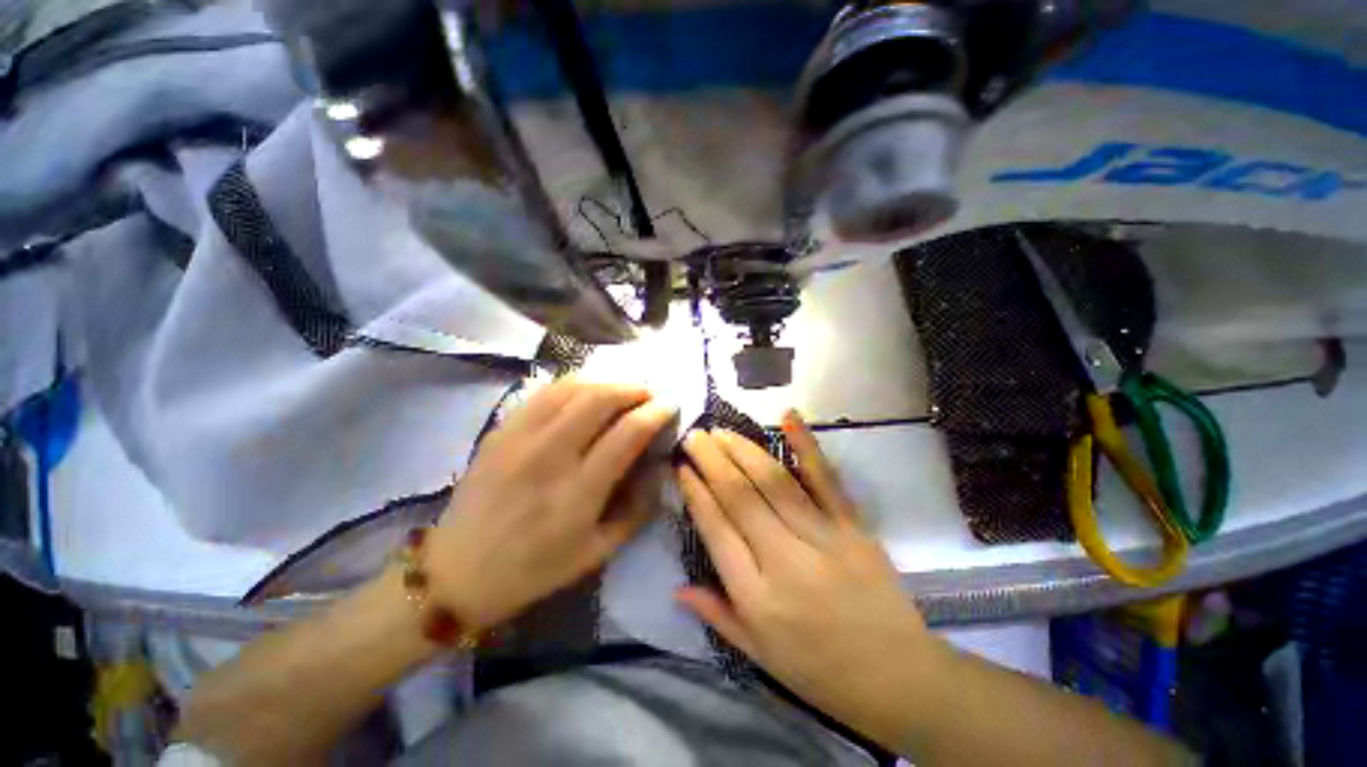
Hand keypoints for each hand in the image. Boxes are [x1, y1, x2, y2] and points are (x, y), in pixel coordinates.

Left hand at [425, 380, 676, 630]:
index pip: (628, 433)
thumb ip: (638, 508)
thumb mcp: (598, 552)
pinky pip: (543, 393)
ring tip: (620, 390)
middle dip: (633, 389)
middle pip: (599, 399)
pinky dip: (573, 384)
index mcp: (578, 492)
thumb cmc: (535, 570)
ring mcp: (520, 439)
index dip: (655, 412)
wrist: (458, 572)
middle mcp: (550, 456)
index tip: (670, 405)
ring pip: (571, 388)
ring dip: (605, 382)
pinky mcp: (500, 431)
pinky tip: (585, 390)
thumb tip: (660, 467)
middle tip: (647, 394)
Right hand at [677, 412, 945, 744]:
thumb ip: (717, 614)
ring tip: (722, 432)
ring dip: (743, 451)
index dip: (696, 494)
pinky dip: (806, 446)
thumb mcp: (758, 655)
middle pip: (739, 497)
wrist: (898, 678)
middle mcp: (783, 559)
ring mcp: (822, 538)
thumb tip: (677, 587)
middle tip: (694, 436)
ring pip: (773, 482)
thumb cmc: (820, 672)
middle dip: (711, 461)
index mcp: (756, 596)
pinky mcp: (852, 526)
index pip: (716, 530)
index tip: (681, 467)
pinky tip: (788, 418)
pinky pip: (825, 479)